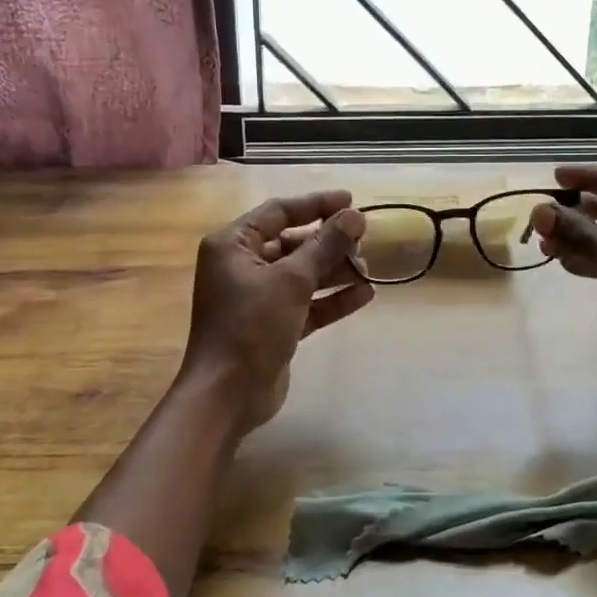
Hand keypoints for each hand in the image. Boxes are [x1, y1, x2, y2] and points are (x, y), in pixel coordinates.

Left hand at [180, 191, 372, 434]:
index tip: (351, 202)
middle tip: (363, 244)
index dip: (316, 205)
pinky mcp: (274, 325)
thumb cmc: (250, 326)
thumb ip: (324, 246)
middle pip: (293, 243)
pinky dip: (332, 299)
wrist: (227, 395)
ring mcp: (258, 298)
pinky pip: (307, 303)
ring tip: (368, 271)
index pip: (278, 212)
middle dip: (329, 243)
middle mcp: (242, 266)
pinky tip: (364, 294)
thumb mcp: (291, 280)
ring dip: (335, 271)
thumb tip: (355, 217)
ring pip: (303, 274)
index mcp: (233, 245)